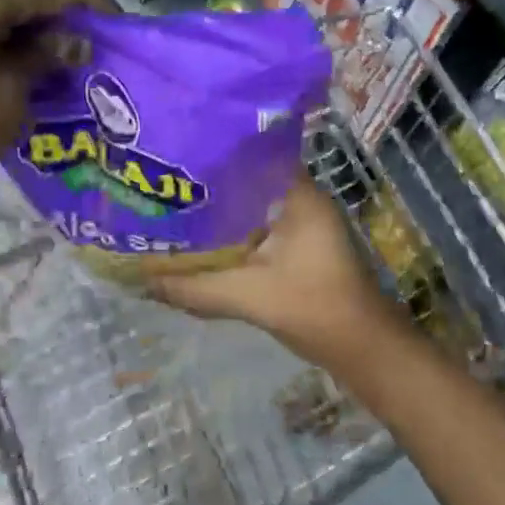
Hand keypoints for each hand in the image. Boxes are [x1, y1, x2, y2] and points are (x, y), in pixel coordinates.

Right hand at [148, 179, 409, 371]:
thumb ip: (194, 287)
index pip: (251, 156)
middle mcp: (301, 201)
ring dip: (217, 216)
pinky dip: (230, 238)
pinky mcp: (297, 248)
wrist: (363, 348)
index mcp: (299, 195)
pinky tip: (199, 246)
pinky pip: (256, 232)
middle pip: (246, 183)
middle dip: (207, 188)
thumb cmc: (314, 307)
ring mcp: (301, 225)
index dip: (213, 155)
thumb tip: (141, 281)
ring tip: (172, 213)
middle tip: (164, 187)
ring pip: (249, 210)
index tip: (176, 158)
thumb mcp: (248, 295)